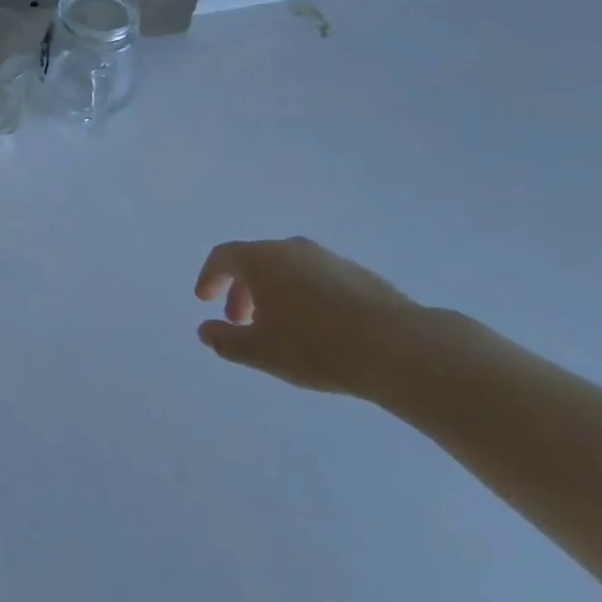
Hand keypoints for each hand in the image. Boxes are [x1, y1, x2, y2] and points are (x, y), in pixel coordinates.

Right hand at [193, 237, 415, 396]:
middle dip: (240, 289)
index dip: (209, 276)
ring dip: (272, 293)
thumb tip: (205, 330)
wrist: (397, 346)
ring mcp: (327, 258)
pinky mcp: (357, 273)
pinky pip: (315, 278)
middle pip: (255, 260)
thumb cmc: (316, 346)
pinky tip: (316, 328)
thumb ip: (226, 341)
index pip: (223, 256)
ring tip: (278, 328)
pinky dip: (302, 295)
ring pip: (287, 268)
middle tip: (239, 322)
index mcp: (262, 259)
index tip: (205, 300)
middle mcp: (291, 248)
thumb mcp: (261, 352)